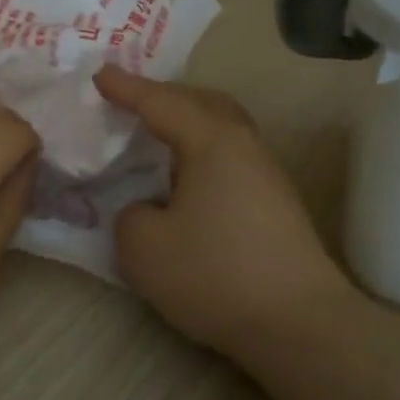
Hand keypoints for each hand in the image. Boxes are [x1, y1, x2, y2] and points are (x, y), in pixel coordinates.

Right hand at [95, 68, 354, 363]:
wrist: (298, 324)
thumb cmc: (215, 275)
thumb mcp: (143, 248)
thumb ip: (130, 216)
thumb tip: (149, 210)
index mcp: (213, 142)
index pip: (161, 103)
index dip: (127, 88)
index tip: (100, 74)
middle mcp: (245, 146)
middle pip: (205, 103)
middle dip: (166, 96)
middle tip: (133, 102)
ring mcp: (268, 175)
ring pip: (224, 129)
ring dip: (189, 123)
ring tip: (159, 137)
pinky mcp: (276, 204)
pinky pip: (232, 156)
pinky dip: (203, 152)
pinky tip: (188, 180)